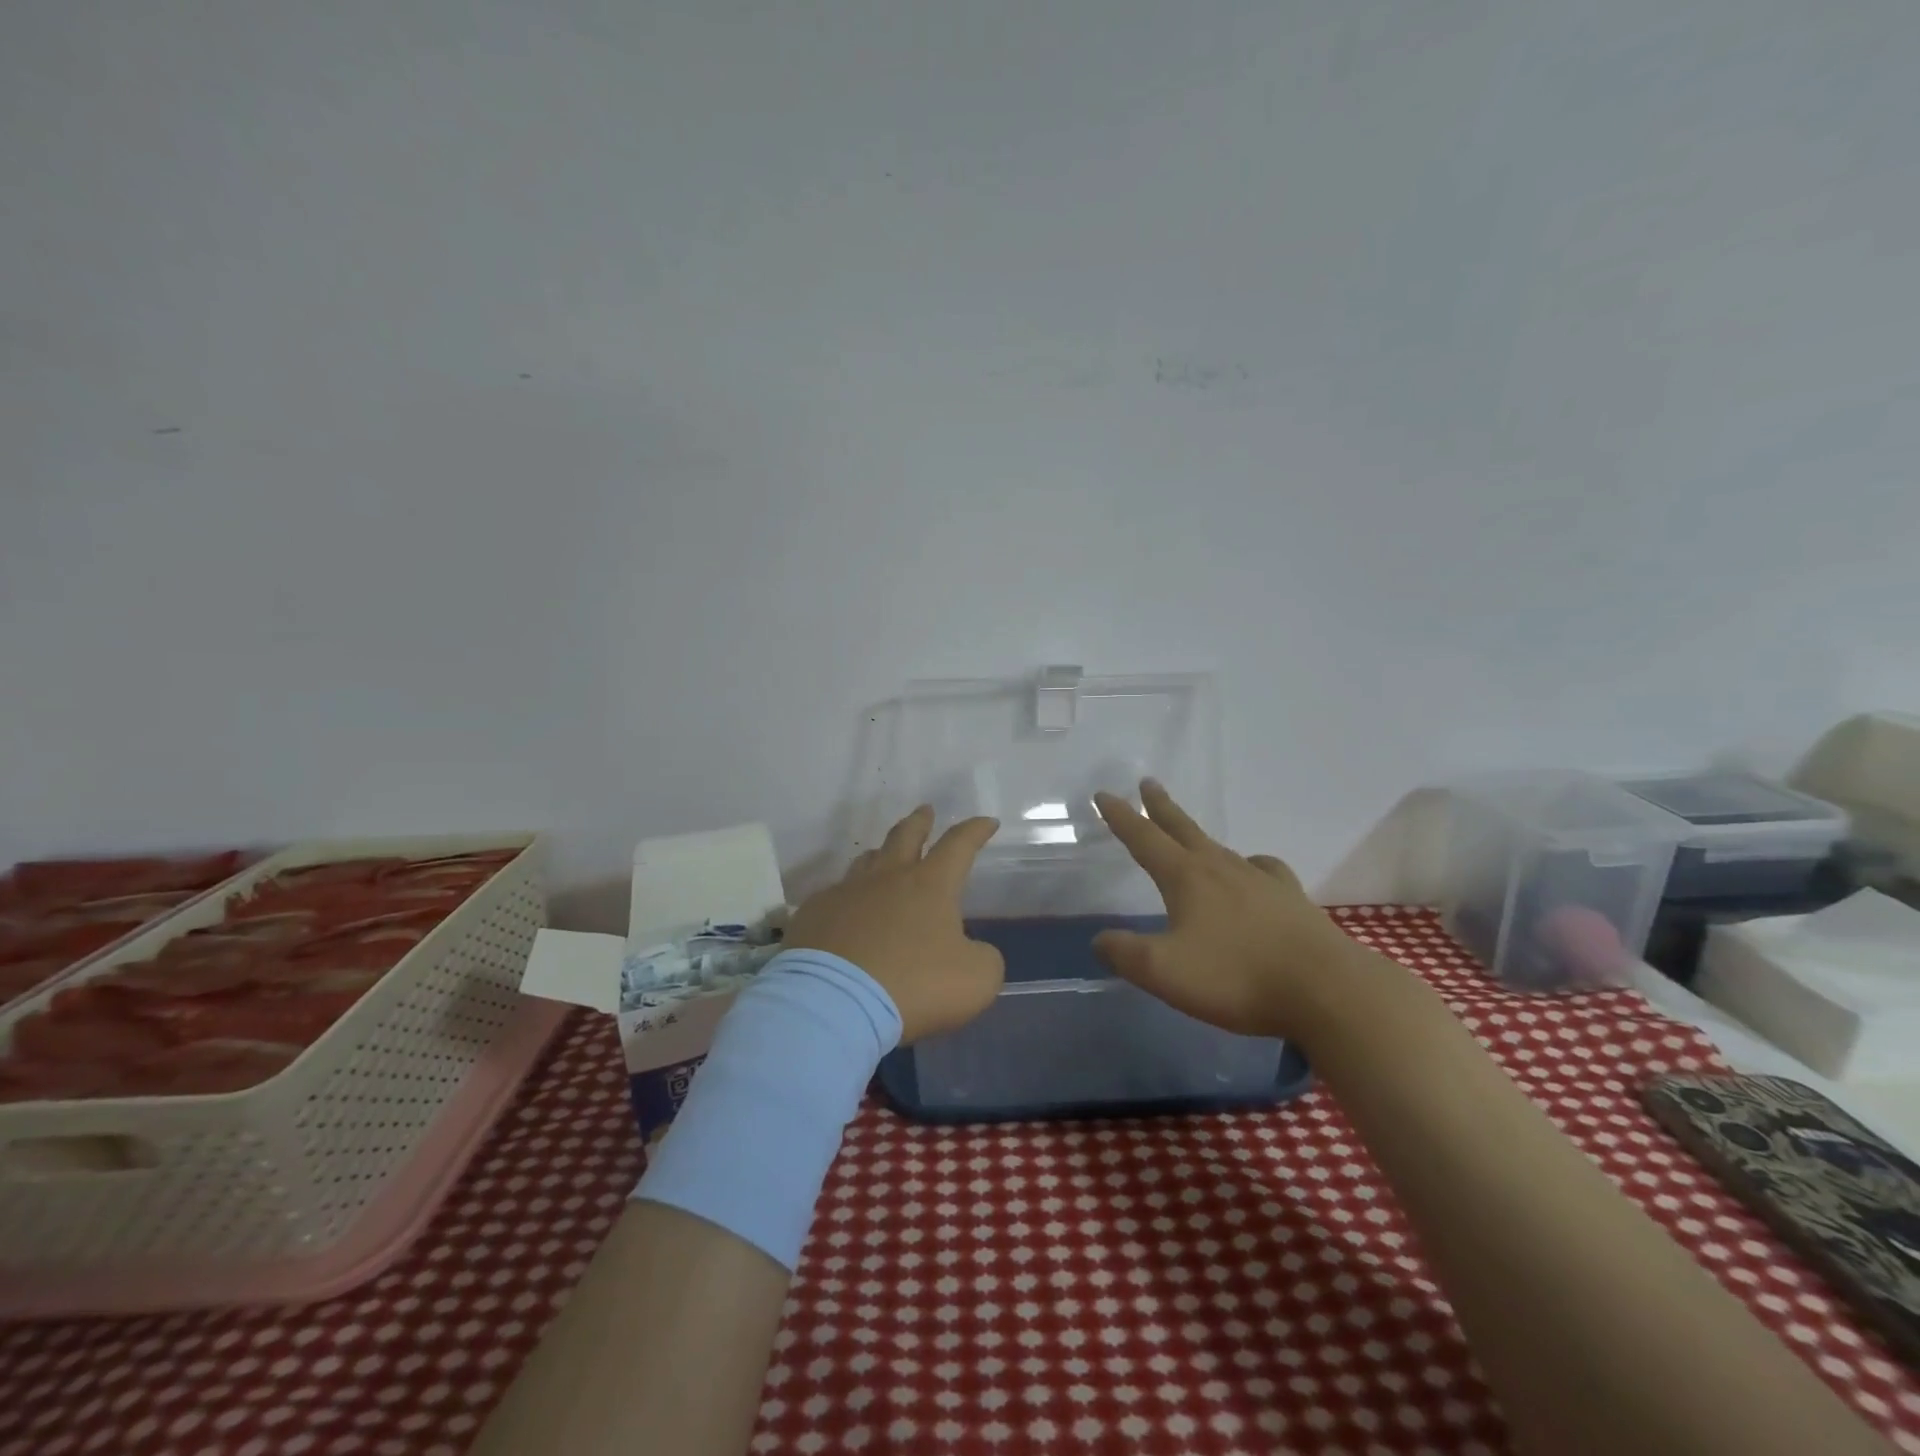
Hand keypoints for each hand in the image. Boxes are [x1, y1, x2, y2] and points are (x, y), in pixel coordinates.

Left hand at [783, 806, 1004, 1043]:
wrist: (832, 1004)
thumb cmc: (912, 986)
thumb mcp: (975, 980)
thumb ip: (983, 958)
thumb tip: (971, 951)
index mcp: (930, 886)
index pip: (959, 845)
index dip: (975, 831)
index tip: (987, 822)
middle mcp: (887, 878)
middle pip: (905, 836)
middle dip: (920, 821)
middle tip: (925, 810)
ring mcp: (845, 894)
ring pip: (866, 861)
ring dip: (881, 854)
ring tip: (885, 856)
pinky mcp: (813, 915)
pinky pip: (834, 896)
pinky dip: (848, 899)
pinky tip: (847, 913)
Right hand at [1092, 781, 1391, 1048]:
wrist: (1326, 990)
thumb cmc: (1237, 977)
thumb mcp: (1164, 972)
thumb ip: (1125, 954)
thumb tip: (1100, 940)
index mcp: (1187, 877)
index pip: (1144, 838)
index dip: (1121, 817)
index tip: (1104, 794)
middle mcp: (1221, 868)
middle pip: (1183, 829)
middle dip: (1160, 807)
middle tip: (1147, 783)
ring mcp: (1261, 881)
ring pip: (1220, 848)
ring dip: (1198, 836)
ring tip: (1192, 838)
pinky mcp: (1291, 900)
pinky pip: (1262, 870)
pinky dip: (1249, 866)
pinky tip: (1252, 875)